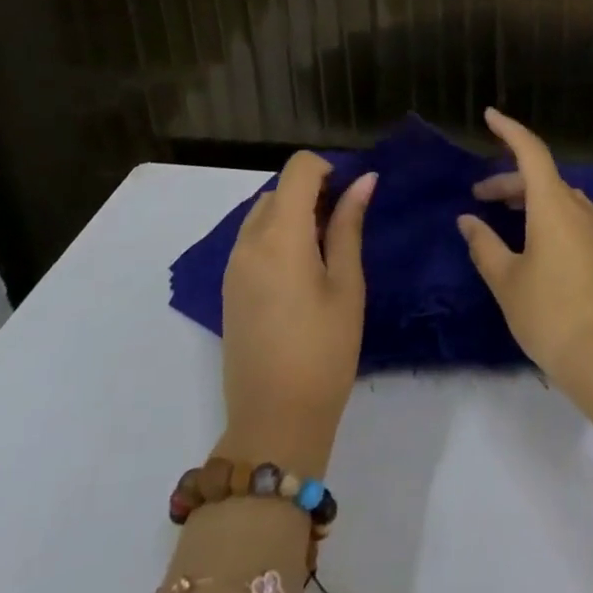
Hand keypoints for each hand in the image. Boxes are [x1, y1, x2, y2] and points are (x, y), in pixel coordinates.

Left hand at [219, 152, 375, 475]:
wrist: (273, 422)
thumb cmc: (324, 350)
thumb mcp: (347, 284)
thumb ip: (349, 225)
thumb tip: (364, 180)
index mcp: (279, 235)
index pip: (298, 169)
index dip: (328, 169)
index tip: (350, 197)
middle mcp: (248, 242)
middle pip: (280, 190)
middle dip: (313, 193)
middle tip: (344, 228)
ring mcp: (233, 266)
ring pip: (263, 213)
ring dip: (294, 214)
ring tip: (324, 253)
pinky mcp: (229, 289)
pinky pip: (252, 240)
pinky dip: (277, 236)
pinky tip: (301, 274)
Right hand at [458, 108, 592, 397]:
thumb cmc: (549, 313)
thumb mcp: (506, 280)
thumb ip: (483, 245)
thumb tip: (468, 220)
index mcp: (553, 205)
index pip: (531, 152)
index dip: (509, 131)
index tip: (489, 116)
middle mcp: (578, 209)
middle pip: (541, 177)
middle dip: (508, 179)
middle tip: (478, 197)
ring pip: (557, 198)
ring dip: (527, 198)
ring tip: (501, 218)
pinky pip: (569, 217)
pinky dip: (545, 215)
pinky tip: (530, 242)